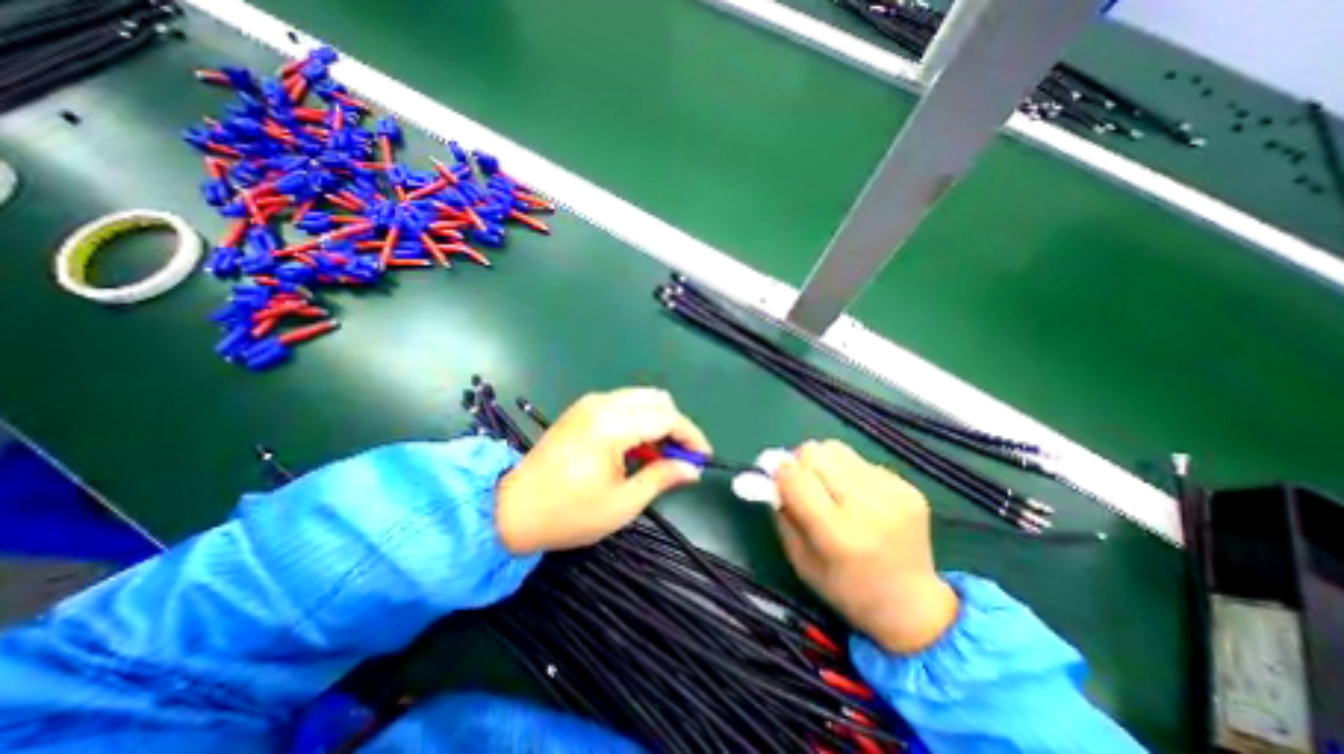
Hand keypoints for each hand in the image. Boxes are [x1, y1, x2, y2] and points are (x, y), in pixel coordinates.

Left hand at [494, 390, 713, 551]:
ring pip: (641, 398)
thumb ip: (662, 478)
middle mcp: (602, 404)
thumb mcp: (622, 503)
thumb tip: (692, 469)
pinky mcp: (582, 408)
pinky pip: (624, 403)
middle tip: (680, 457)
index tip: (703, 457)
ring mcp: (590, 403)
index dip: (691, 436)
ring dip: (658, 421)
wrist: (512, 508)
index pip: (667, 418)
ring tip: (659, 454)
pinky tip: (636, 446)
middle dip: (676, 426)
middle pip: (657, 400)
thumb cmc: (569, 513)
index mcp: (612, 426)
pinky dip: (640, 419)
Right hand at [773, 441, 960, 654]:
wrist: (912, 605)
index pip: (795, 477)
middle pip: (815, 452)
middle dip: (801, 464)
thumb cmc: (844, 589)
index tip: (779, 483)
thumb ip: (782, 513)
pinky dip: (850, 473)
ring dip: (825, 464)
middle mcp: (868, 507)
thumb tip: (772, 473)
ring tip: (832, 489)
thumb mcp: (800, 560)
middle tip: (805, 485)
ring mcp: (893, 493)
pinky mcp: (909, 486)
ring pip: (836, 449)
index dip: (781, 475)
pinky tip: (859, 498)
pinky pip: (861, 461)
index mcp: (838, 534)